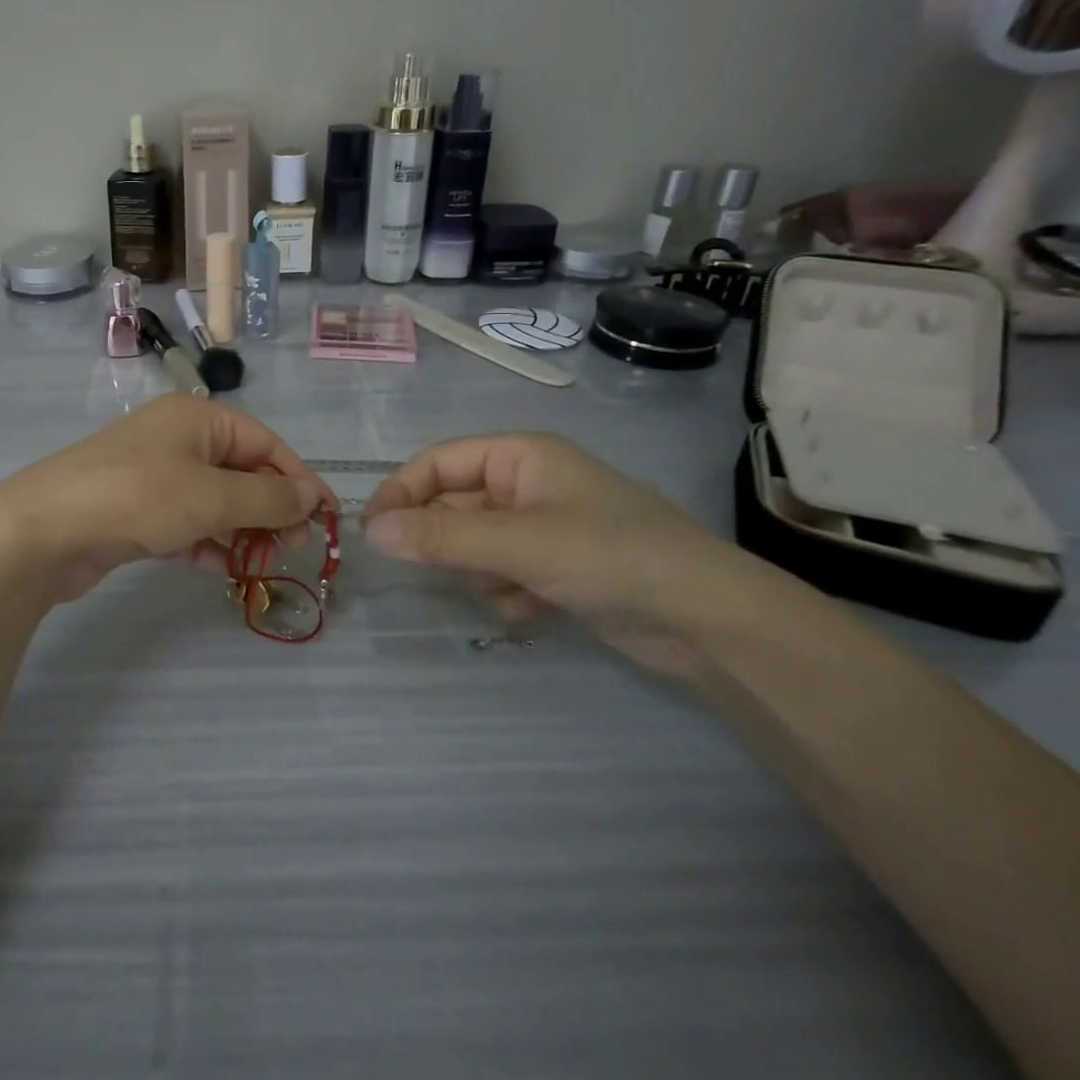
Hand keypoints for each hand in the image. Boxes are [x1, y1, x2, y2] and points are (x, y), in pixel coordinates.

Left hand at [0, 395, 334, 602]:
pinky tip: (225, 571)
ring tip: (263, 566)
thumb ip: (268, 499)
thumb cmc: (137, 497)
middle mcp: (177, 439)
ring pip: (214, 502)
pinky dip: (208, 544)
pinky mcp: (136, 511)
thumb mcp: (211, 497)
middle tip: (294, 550)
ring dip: (242, 532)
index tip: (325, 519)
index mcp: (197, 418)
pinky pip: (186, 524)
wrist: (44, 530)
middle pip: (241, 473)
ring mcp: (154, 476)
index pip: (265, 443)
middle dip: (270, 510)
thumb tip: (313, 496)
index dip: (299, 479)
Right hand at [360, 433, 752, 674]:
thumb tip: (371, 532)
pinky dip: (509, 594)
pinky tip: (537, 610)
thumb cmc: (610, 557)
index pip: (438, 463)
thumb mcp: (519, 543)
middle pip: (454, 507)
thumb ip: (442, 538)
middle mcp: (528, 484)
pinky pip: (503, 573)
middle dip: (450, 544)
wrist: (708, 622)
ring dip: (481, 573)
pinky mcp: (557, 567)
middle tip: (446, 572)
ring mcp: (543, 527)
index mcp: (520, 456)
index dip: (401, 492)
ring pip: (474, 545)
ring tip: (511, 590)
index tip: (372, 532)